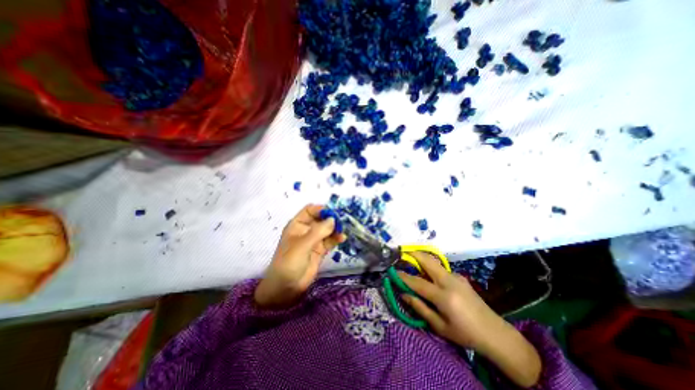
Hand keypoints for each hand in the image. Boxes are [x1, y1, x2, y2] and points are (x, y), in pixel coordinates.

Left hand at [255, 206, 345, 308]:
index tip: (333, 213)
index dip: (321, 209)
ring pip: (327, 229)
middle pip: (321, 219)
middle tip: (343, 221)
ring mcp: (314, 240)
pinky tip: (342, 238)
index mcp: (297, 225)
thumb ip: (319, 231)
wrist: (286, 288)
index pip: (310, 210)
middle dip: (331, 218)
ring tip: (343, 230)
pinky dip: (336, 238)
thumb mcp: (302, 245)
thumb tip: (334, 219)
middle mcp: (306, 230)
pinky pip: (330, 241)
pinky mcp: (320, 250)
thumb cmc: (289, 263)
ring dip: (335, 228)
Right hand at [400, 253, 538, 386]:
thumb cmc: (465, 334)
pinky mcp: (460, 277)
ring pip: (434, 262)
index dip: (403, 277)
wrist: (494, 332)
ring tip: (411, 262)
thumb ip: (420, 307)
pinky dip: (430, 267)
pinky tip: (428, 275)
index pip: (418, 282)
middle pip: (428, 261)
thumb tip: (403, 294)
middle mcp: (449, 281)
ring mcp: (456, 276)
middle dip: (413, 254)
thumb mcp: (439, 326)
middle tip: (402, 252)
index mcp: (444, 297)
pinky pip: (440, 269)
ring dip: (421, 259)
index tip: (393, 272)